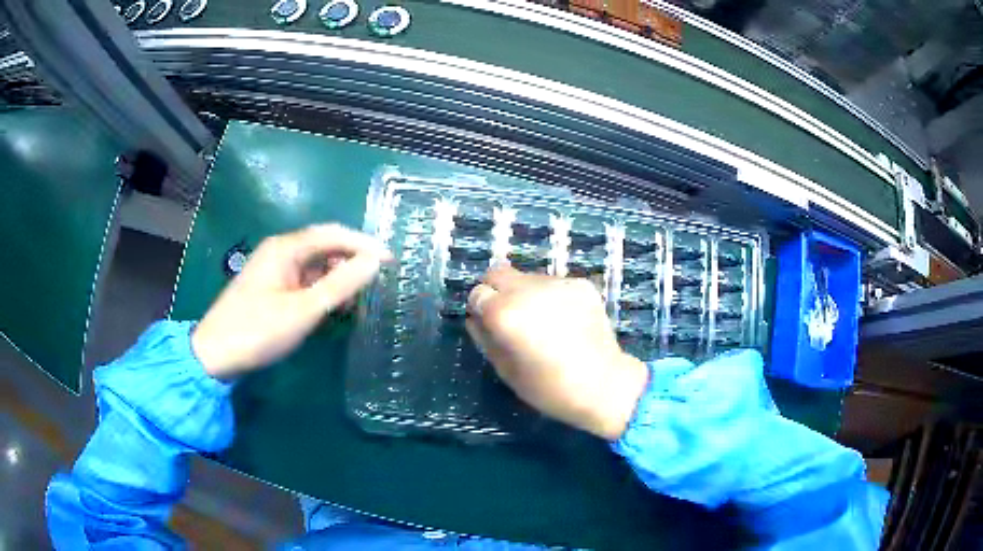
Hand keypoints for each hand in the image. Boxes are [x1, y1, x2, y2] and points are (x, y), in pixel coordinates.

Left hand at [192, 224, 390, 379]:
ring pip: (316, 265)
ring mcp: (275, 270)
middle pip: (325, 246)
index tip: (390, 261)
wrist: (215, 355)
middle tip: (377, 282)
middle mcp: (281, 251)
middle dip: (352, 261)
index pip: (333, 234)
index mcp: (286, 248)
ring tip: (358, 300)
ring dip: (338, 278)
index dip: (364, 244)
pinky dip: (323, 291)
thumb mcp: (303, 310)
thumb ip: (340, 285)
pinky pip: (305, 281)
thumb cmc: (258, 330)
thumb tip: (375, 262)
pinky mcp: (272, 288)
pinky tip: (333, 307)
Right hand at [466, 266, 648, 440]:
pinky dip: (550, 297)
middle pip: (498, 273)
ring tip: (542, 323)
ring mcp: (558, 283)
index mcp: (505, 313)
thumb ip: (485, 338)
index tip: (489, 324)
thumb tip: (476, 318)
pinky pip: (553, 284)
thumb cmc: (549, 388)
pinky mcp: (581, 284)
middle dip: (496, 291)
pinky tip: (564, 321)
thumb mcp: (506, 370)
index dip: (480, 309)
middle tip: (508, 317)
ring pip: (526, 278)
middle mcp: (528, 289)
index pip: (477, 293)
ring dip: (524, 294)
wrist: (604, 385)